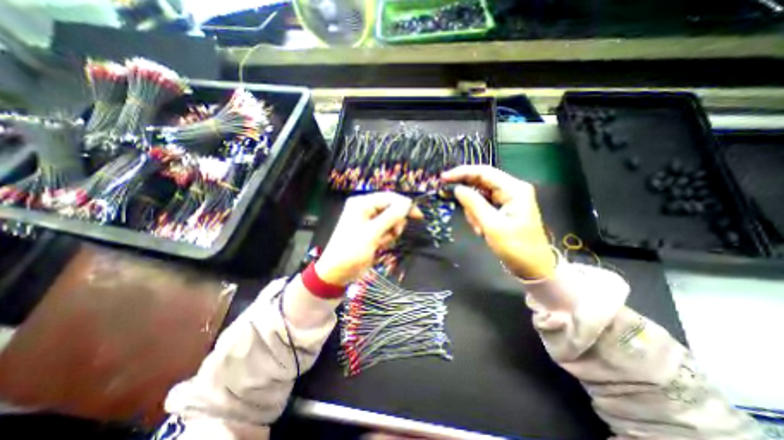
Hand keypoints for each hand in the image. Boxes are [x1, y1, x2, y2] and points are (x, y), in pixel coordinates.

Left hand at [316, 190, 419, 284]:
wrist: (338, 272)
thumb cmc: (352, 250)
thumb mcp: (372, 233)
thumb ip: (391, 216)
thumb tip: (408, 203)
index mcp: (362, 203)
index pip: (389, 197)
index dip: (405, 205)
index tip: (418, 216)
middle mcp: (365, 208)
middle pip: (391, 209)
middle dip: (395, 222)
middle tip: (394, 233)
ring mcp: (368, 220)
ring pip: (391, 220)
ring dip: (390, 232)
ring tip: (381, 242)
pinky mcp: (371, 231)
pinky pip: (386, 230)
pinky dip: (386, 238)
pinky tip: (379, 245)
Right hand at [441, 165, 556, 278]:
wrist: (532, 267)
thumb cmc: (516, 247)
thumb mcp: (492, 226)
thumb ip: (473, 204)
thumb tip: (457, 188)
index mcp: (514, 189)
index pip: (484, 172)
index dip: (462, 172)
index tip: (443, 178)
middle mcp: (511, 189)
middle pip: (481, 182)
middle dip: (469, 198)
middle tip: (460, 211)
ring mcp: (507, 198)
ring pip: (479, 196)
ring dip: (473, 211)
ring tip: (480, 229)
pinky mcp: (503, 208)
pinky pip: (483, 205)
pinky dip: (477, 216)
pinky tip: (482, 229)